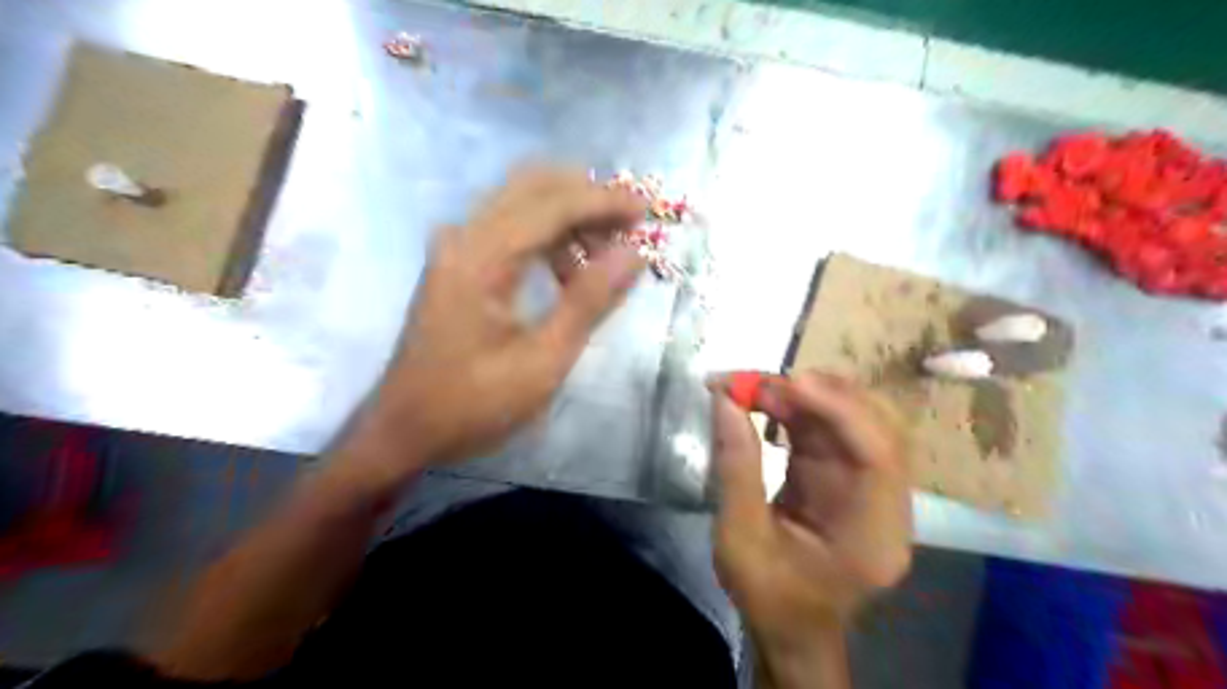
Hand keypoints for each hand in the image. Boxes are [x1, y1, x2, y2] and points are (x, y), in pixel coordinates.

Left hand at [341, 168, 645, 484]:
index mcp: (481, 258)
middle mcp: (463, 236)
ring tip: (607, 255)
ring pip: (521, 203)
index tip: (646, 210)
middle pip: (532, 187)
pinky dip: (546, 237)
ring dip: (568, 217)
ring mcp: (455, 247)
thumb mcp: (543, 361)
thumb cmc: (473, 404)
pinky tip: (569, 272)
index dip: (603, 201)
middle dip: (587, 198)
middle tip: (629, 225)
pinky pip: (508, 228)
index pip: (552, 204)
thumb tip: (635, 253)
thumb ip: (589, 301)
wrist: (405, 429)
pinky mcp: (456, 263)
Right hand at [709, 374, 909, 653]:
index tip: (787, 383)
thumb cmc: (769, 596)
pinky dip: (799, 409)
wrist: (792, 630)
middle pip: (876, 427)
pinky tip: (766, 401)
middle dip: (819, 393)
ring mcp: (870, 488)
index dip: (838, 409)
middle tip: (759, 382)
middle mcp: (885, 504)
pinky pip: (831, 430)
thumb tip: (725, 400)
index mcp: (873, 534)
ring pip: (853, 420)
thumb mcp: (739, 538)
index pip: (877, 455)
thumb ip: (736, 467)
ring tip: (754, 386)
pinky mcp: (847, 478)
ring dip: (805, 395)